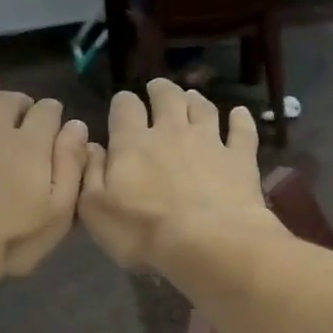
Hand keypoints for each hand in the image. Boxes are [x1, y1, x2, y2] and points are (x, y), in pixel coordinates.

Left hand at [0, 69, 89, 279]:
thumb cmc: (10, 239)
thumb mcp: (57, 213)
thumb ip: (70, 167)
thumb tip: (77, 127)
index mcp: (30, 145)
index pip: (47, 113)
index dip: (52, 112)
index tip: (54, 117)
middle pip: (8, 100)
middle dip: (19, 100)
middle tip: (22, 106)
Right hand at [79, 80, 279, 270]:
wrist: (207, 243)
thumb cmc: (143, 231)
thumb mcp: (95, 210)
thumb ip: (90, 174)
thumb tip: (91, 146)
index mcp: (132, 142)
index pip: (125, 108)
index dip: (123, 104)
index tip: (122, 107)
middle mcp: (171, 131)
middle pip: (166, 98)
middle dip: (160, 90)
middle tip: (157, 89)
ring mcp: (210, 141)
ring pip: (203, 108)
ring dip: (195, 99)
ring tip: (191, 97)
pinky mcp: (240, 158)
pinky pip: (242, 130)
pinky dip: (241, 119)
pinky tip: (240, 113)